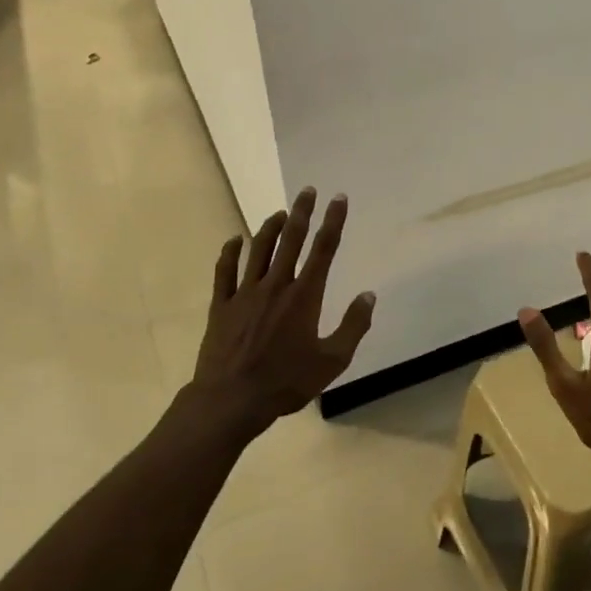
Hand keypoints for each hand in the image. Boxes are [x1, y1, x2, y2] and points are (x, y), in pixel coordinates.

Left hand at [184, 188, 375, 435]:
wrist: (230, 399)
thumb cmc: (286, 382)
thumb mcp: (332, 361)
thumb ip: (353, 326)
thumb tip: (368, 296)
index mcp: (305, 296)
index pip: (324, 249)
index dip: (333, 221)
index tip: (338, 198)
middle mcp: (276, 285)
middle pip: (291, 239)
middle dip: (301, 212)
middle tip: (308, 191)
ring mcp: (245, 293)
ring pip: (258, 249)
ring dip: (270, 227)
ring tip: (279, 212)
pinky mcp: (221, 306)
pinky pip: (225, 271)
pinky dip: (229, 252)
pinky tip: (234, 240)